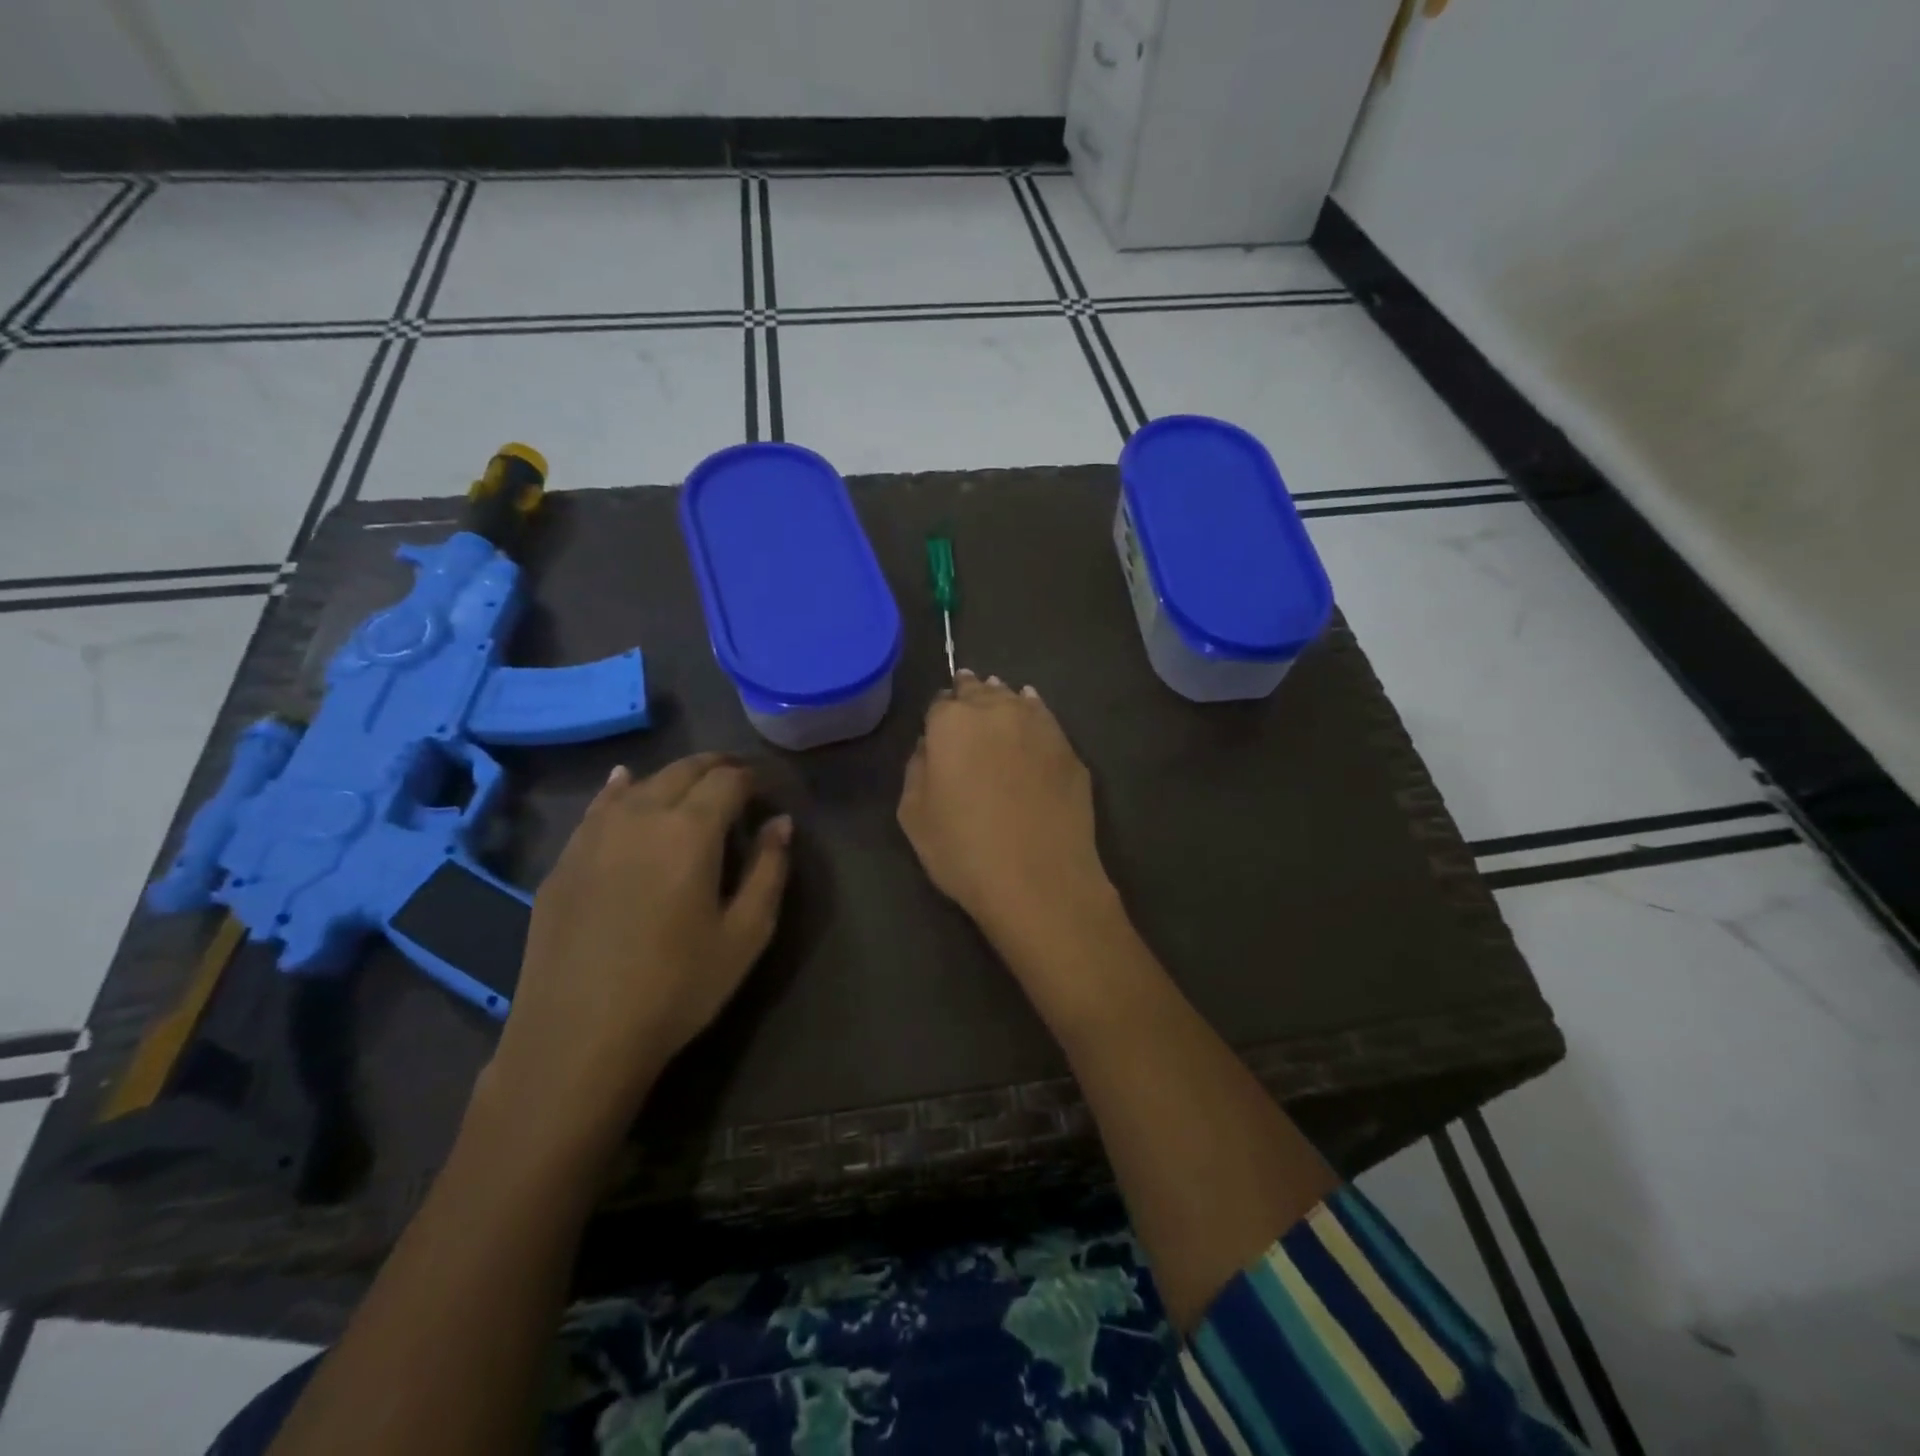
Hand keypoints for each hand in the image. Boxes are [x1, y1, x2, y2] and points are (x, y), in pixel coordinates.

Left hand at [481, 754, 791, 1152]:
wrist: (577, 1037)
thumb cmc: (676, 987)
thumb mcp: (745, 935)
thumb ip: (770, 870)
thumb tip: (781, 822)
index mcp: (690, 830)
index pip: (728, 780)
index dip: (752, 778)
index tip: (766, 790)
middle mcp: (641, 815)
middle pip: (683, 770)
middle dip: (716, 767)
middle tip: (737, 780)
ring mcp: (594, 834)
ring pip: (640, 783)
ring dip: (673, 777)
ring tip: (692, 786)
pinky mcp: (565, 859)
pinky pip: (598, 807)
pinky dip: (621, 789)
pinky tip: (623, 785)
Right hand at [897, 671, 1116, 958]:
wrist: (1040, 881)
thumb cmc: (964, 851)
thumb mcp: (914, 816)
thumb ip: (916, 769)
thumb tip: (929, 747)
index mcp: (951, 723)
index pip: (939, 703)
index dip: (937, 715)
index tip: (937, 726)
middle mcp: (996, 712)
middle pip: (979, 692)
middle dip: (969, 694)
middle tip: (965, 695)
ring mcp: (1039, 727)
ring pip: (1014, 699)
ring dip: (1001, 699)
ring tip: (997, 697)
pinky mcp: (1069, 749)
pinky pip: (1045, 718)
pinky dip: (1034, 712)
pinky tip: (1032, 711)